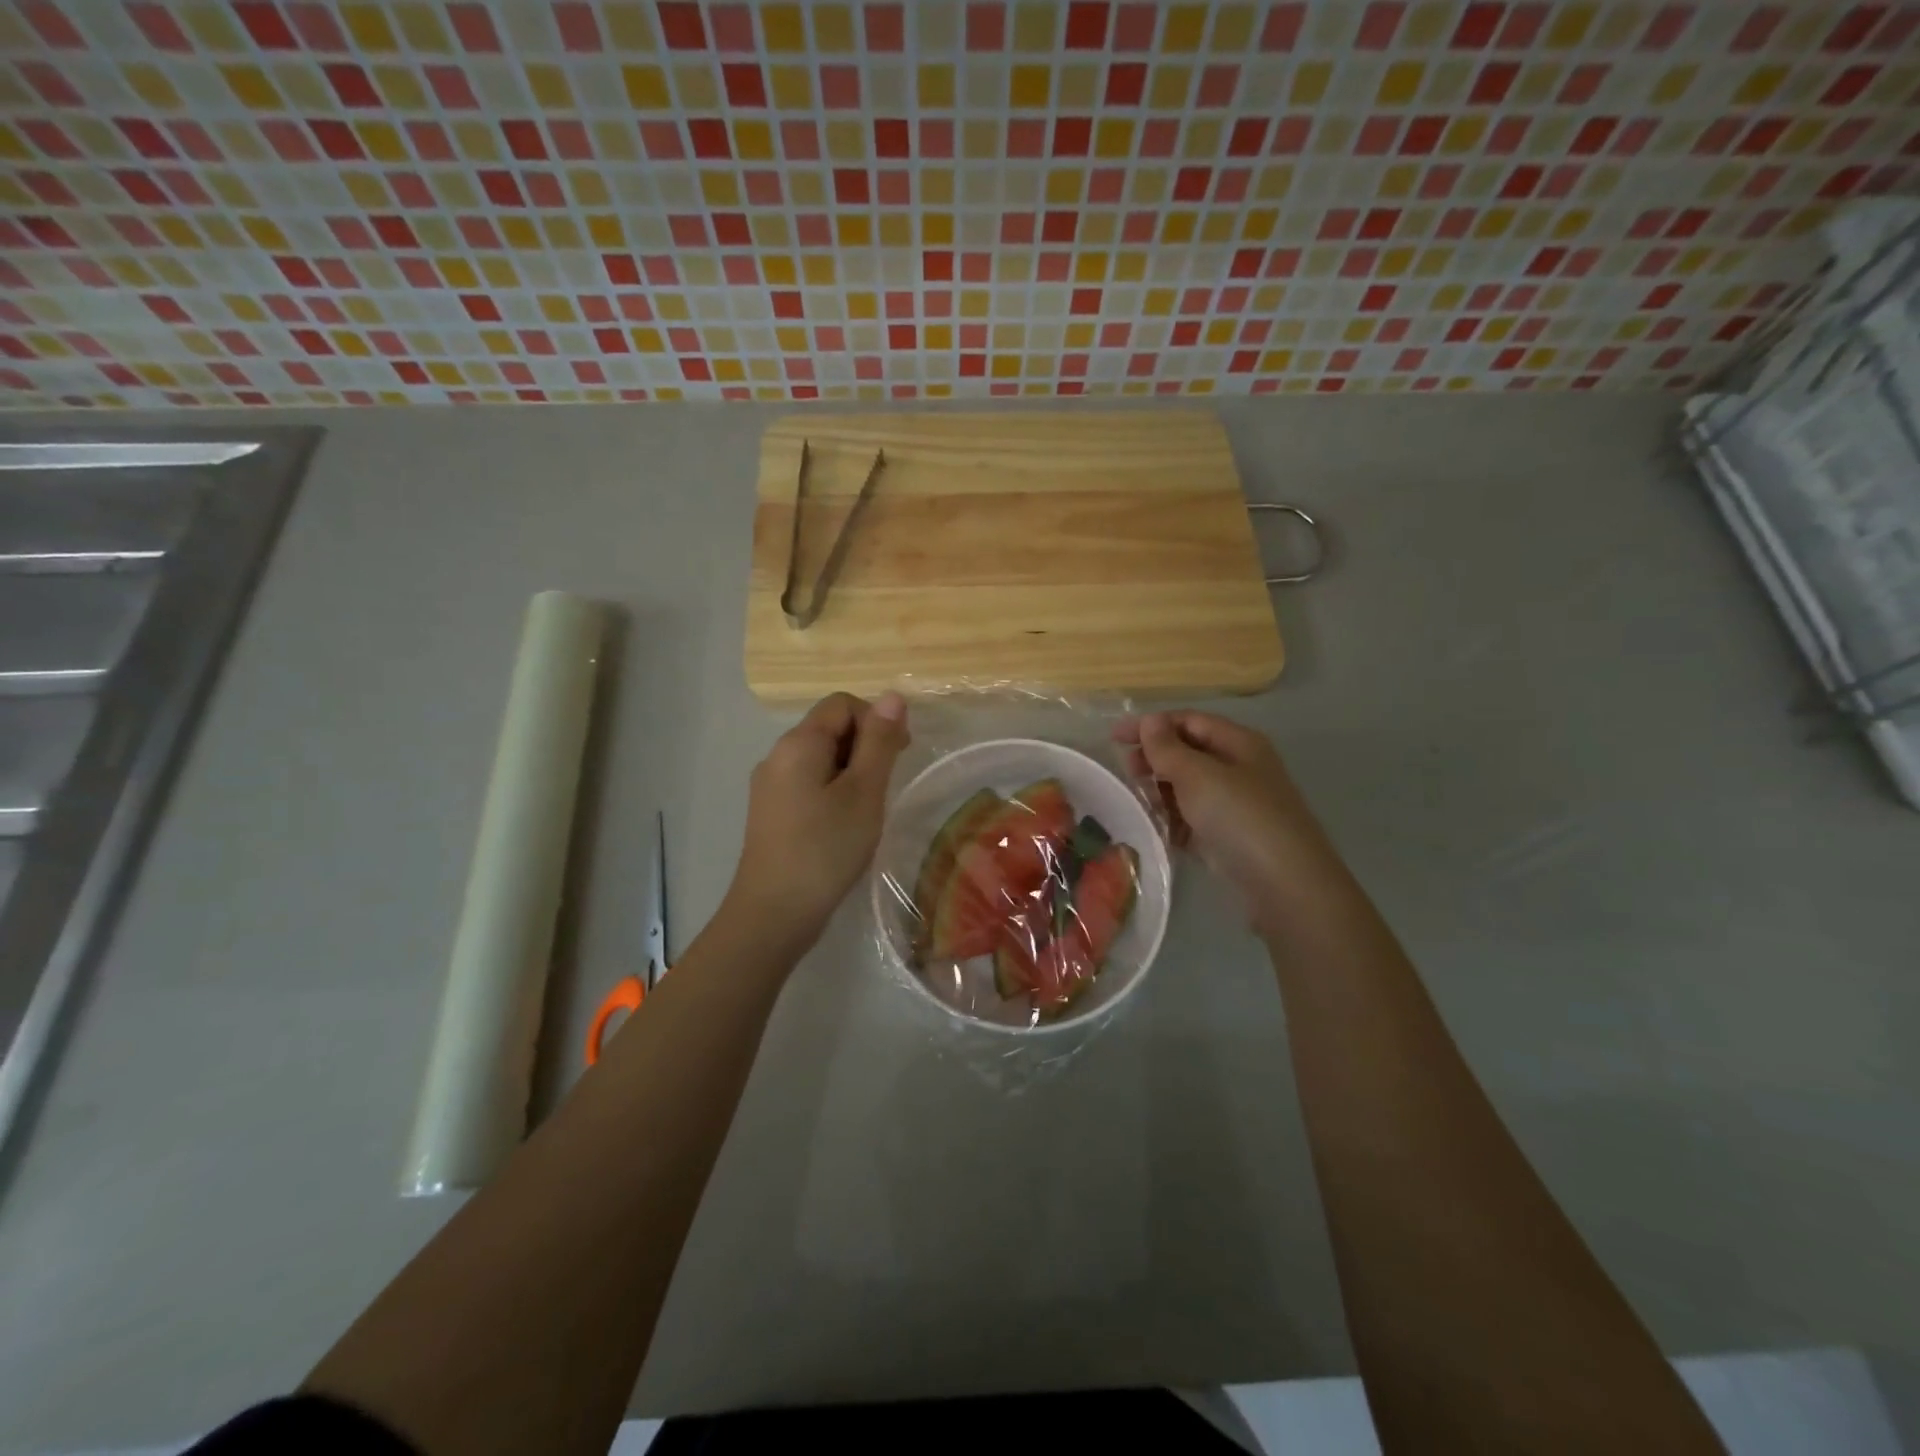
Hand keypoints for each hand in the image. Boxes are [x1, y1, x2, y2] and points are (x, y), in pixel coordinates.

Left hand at [722, 691, 909, 954]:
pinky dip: (833, 790)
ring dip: (852, 771)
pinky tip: (845, 823)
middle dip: (865, 745)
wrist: (773, 914)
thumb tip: (891, 696)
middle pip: (829, 727)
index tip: (899, 754)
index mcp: (798, 743)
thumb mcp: (864, 792)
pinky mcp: (771, 811)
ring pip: (820, 758)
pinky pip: (808, 782)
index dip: (876, 719)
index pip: (842, 704)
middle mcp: (777, 755)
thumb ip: (879, 742)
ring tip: (869, 808)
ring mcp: (770, 785)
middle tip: (887, 785)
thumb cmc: (826, 849)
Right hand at [1116, 711, 1342, 937]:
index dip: (1152, 725)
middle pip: (1189, 753)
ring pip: (1189, 788)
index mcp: (1239, 744)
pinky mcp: (1228, 838)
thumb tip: (1150, 720)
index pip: (1189, 721)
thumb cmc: (1240, 818)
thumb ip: (1168, 748)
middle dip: (1155, 759)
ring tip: (1137, 802)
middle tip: (1126, 772)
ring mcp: (1235, 806)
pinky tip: (1154, 828)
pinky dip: (1172, 820)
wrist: (1284, 886)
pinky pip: (1193, 819)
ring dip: (1161, 790)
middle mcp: (1239, 769)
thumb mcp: (1198, 775)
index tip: (1114, 738)